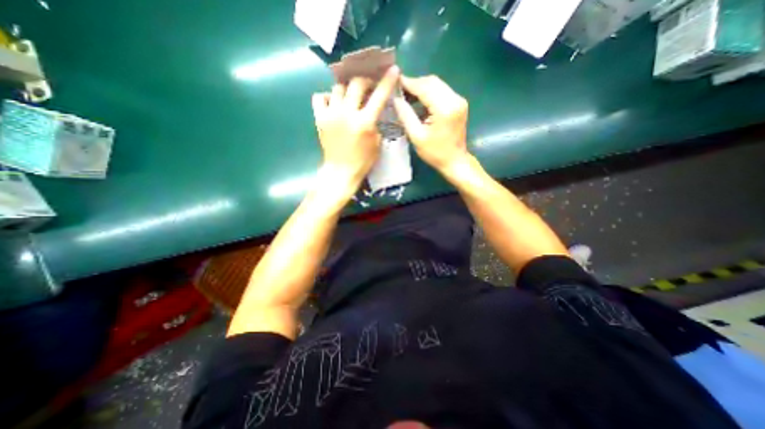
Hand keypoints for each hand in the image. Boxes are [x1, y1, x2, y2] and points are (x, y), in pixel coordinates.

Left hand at [312, 64, 401, 186]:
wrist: (341, 171)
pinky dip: (327, 97)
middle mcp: (347, 114)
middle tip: (368, 87)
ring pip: (338, 88)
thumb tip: (373, 111)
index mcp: (365, 122)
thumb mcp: (376, 143)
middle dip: (365, 81)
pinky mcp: (319, 118)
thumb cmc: (362, 161)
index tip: (392, 70)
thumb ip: (375, 124)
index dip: (387, 81)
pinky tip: (333, 104)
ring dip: (347, 90)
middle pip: (356, 84)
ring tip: (350, 97)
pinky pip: (320, 97)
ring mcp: (331, 114)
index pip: (379, 96)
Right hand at [398, 76, 469, 171]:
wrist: (455, 161)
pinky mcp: (459, 104)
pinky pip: (442, 92)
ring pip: (437, 85)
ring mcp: (459, 100)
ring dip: (422, 88)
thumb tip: (396, 99)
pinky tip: (419, 102)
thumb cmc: (435, 153)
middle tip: (399, 91)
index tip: (394, 82)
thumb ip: (406, 115)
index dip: (408, 83)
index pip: (424, 87)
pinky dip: (429, 94)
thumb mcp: (416, 136)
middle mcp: (455, 99)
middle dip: (415, 84)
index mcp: (445, 108)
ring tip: (407, 97)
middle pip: (432, 82)